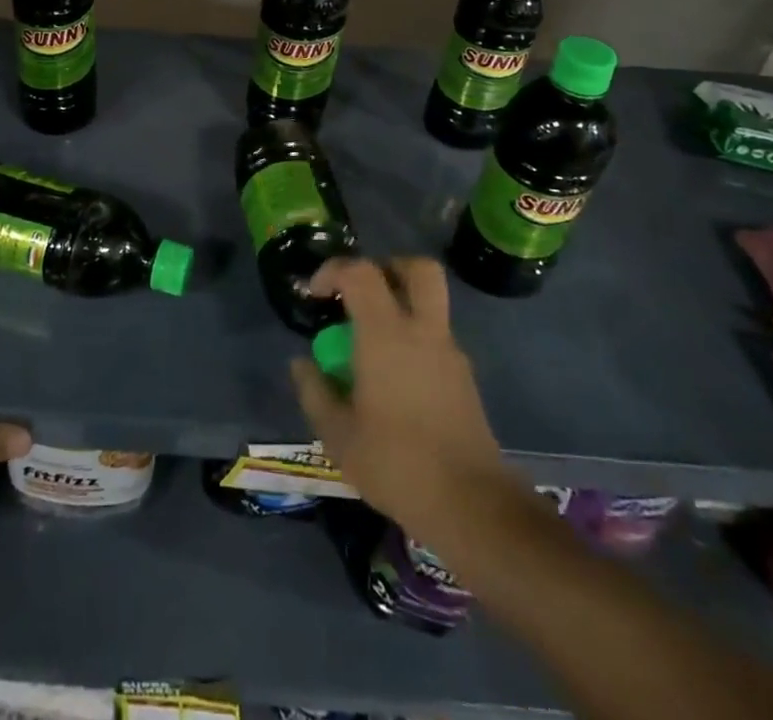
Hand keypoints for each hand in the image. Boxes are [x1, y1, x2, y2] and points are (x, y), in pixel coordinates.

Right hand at [289, 257, 535, 556]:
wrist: (471, 505)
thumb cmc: (396, 463)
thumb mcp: (338, 434)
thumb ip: (315, 391)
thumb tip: (301, 364)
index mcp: (386, 334)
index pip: (361, 272)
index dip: (334, 270)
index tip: (317, 294)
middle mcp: (423, 331)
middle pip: (418, 269)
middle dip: (388, 267)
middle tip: (363, 293)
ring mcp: (451, 353)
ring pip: (431, 304)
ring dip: (402, 307)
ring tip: (373, 345)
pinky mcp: (466, 378)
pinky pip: (437, 338)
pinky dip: (415, 340)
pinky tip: (396, 381)